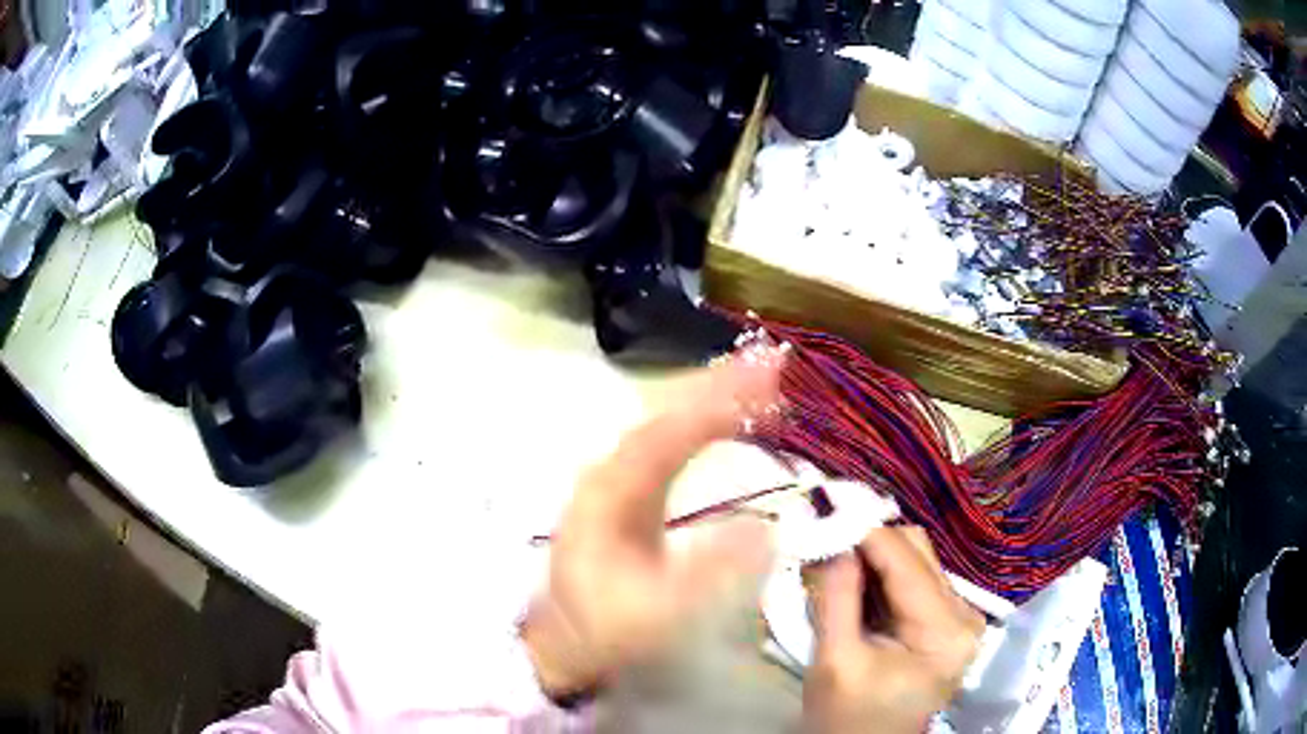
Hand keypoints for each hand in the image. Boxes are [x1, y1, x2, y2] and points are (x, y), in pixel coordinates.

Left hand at [522, 347, 784, 698]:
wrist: (564, 640)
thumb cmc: (607, 627)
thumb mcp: (659, 610)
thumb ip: (709, 572)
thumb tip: (764, 527)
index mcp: (613, 491)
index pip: (670, 431)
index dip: (718, 400)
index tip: (765, 374)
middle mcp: (611, 472)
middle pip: (667, 414)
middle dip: (719, 384)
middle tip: (772, 360)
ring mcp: (616, 479)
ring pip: (666, 424)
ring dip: (711, 397)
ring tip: (760, 378)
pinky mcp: (626, 492)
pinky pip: (668, 443)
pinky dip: (701, 423)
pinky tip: (726, 420)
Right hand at [804, 527, 983, 733]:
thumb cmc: (848, 719)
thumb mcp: (834, 661)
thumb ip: (836, 597)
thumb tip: (830, 534)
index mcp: (944, 630)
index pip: (906, 559)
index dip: (863, 529)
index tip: (823, 509)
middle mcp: (964, 614)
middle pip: (917, 551)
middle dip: (867, 541)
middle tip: (823, 538)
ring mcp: (959, 617)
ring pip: (916, 560)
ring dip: (873, 556)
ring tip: (833, 560)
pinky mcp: (946, 621)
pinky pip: (914, 580)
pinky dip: (881, 575)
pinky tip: (854, 583)